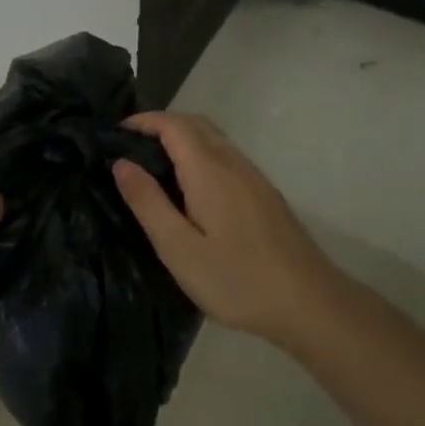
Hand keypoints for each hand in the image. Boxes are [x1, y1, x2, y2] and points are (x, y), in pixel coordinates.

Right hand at [112, 112, 339, 343]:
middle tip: (130, 145)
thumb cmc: (237, 280)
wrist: (310, 304)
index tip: (114, 133)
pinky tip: (191, 188)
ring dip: (183, 138)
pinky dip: (201, 154)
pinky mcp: (265, 195)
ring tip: (154, 164)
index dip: (143, 121)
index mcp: (209, 171)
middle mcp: (234, 163)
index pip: (173, 125)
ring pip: (214, 139)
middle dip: (161, 124)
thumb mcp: (179, 249)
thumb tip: (121, 163)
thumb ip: (148, 203)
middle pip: (196, 124)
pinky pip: (227, 157)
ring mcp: (255, 178)